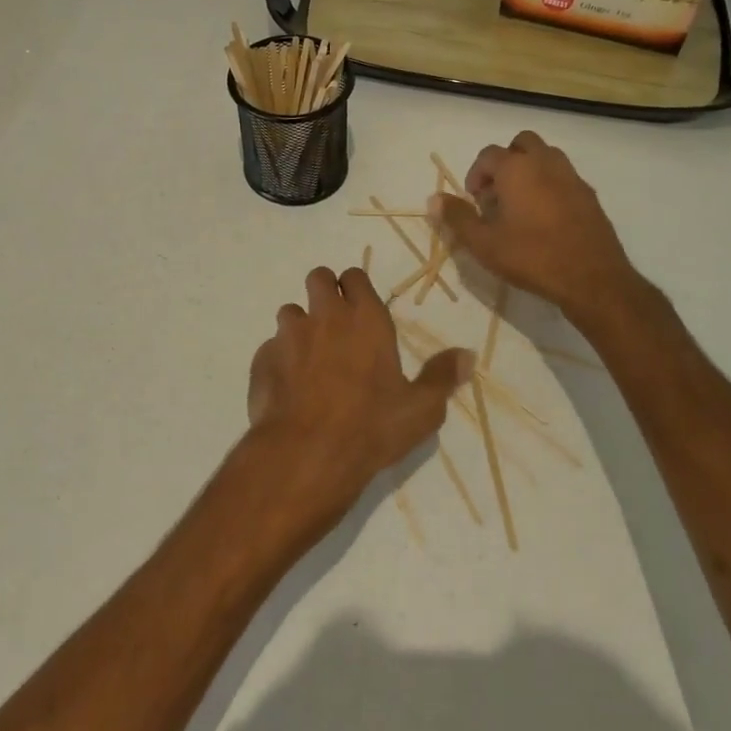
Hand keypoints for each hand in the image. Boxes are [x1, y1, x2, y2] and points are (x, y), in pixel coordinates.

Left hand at [241, 266, 473, 546]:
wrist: (306, 454)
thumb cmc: (371, 427)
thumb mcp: (421, 409)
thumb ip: (442, 377)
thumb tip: (468, 355)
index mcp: (365, 319)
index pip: (355, 277)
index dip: (356, 288)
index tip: (361, 307)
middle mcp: (325, 316)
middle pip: (318, 278)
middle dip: (324, 292)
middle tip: (334, 323)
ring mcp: (289, 336)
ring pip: (290, 312)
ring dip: (300, 326)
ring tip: (310, 359)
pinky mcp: (262, 359)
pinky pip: (271, 347)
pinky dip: (279, 359)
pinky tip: (289, 386)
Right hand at [429, 130, 637, 321]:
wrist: (591, 277)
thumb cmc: (531, 257)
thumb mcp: (483, 243)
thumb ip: (457, 217)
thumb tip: (433, 199)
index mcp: (517, 169)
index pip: (488, 155)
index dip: (476, 174)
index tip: (474, 200)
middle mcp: (545, 163)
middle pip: (522, 144)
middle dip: (506, 162)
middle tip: (497, 194)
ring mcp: (571, 177)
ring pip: (546, 156)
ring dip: (529, 170)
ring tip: (520, 204)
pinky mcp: (589, 195)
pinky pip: (564, 177)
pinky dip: (549, 185)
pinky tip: (545, 218)